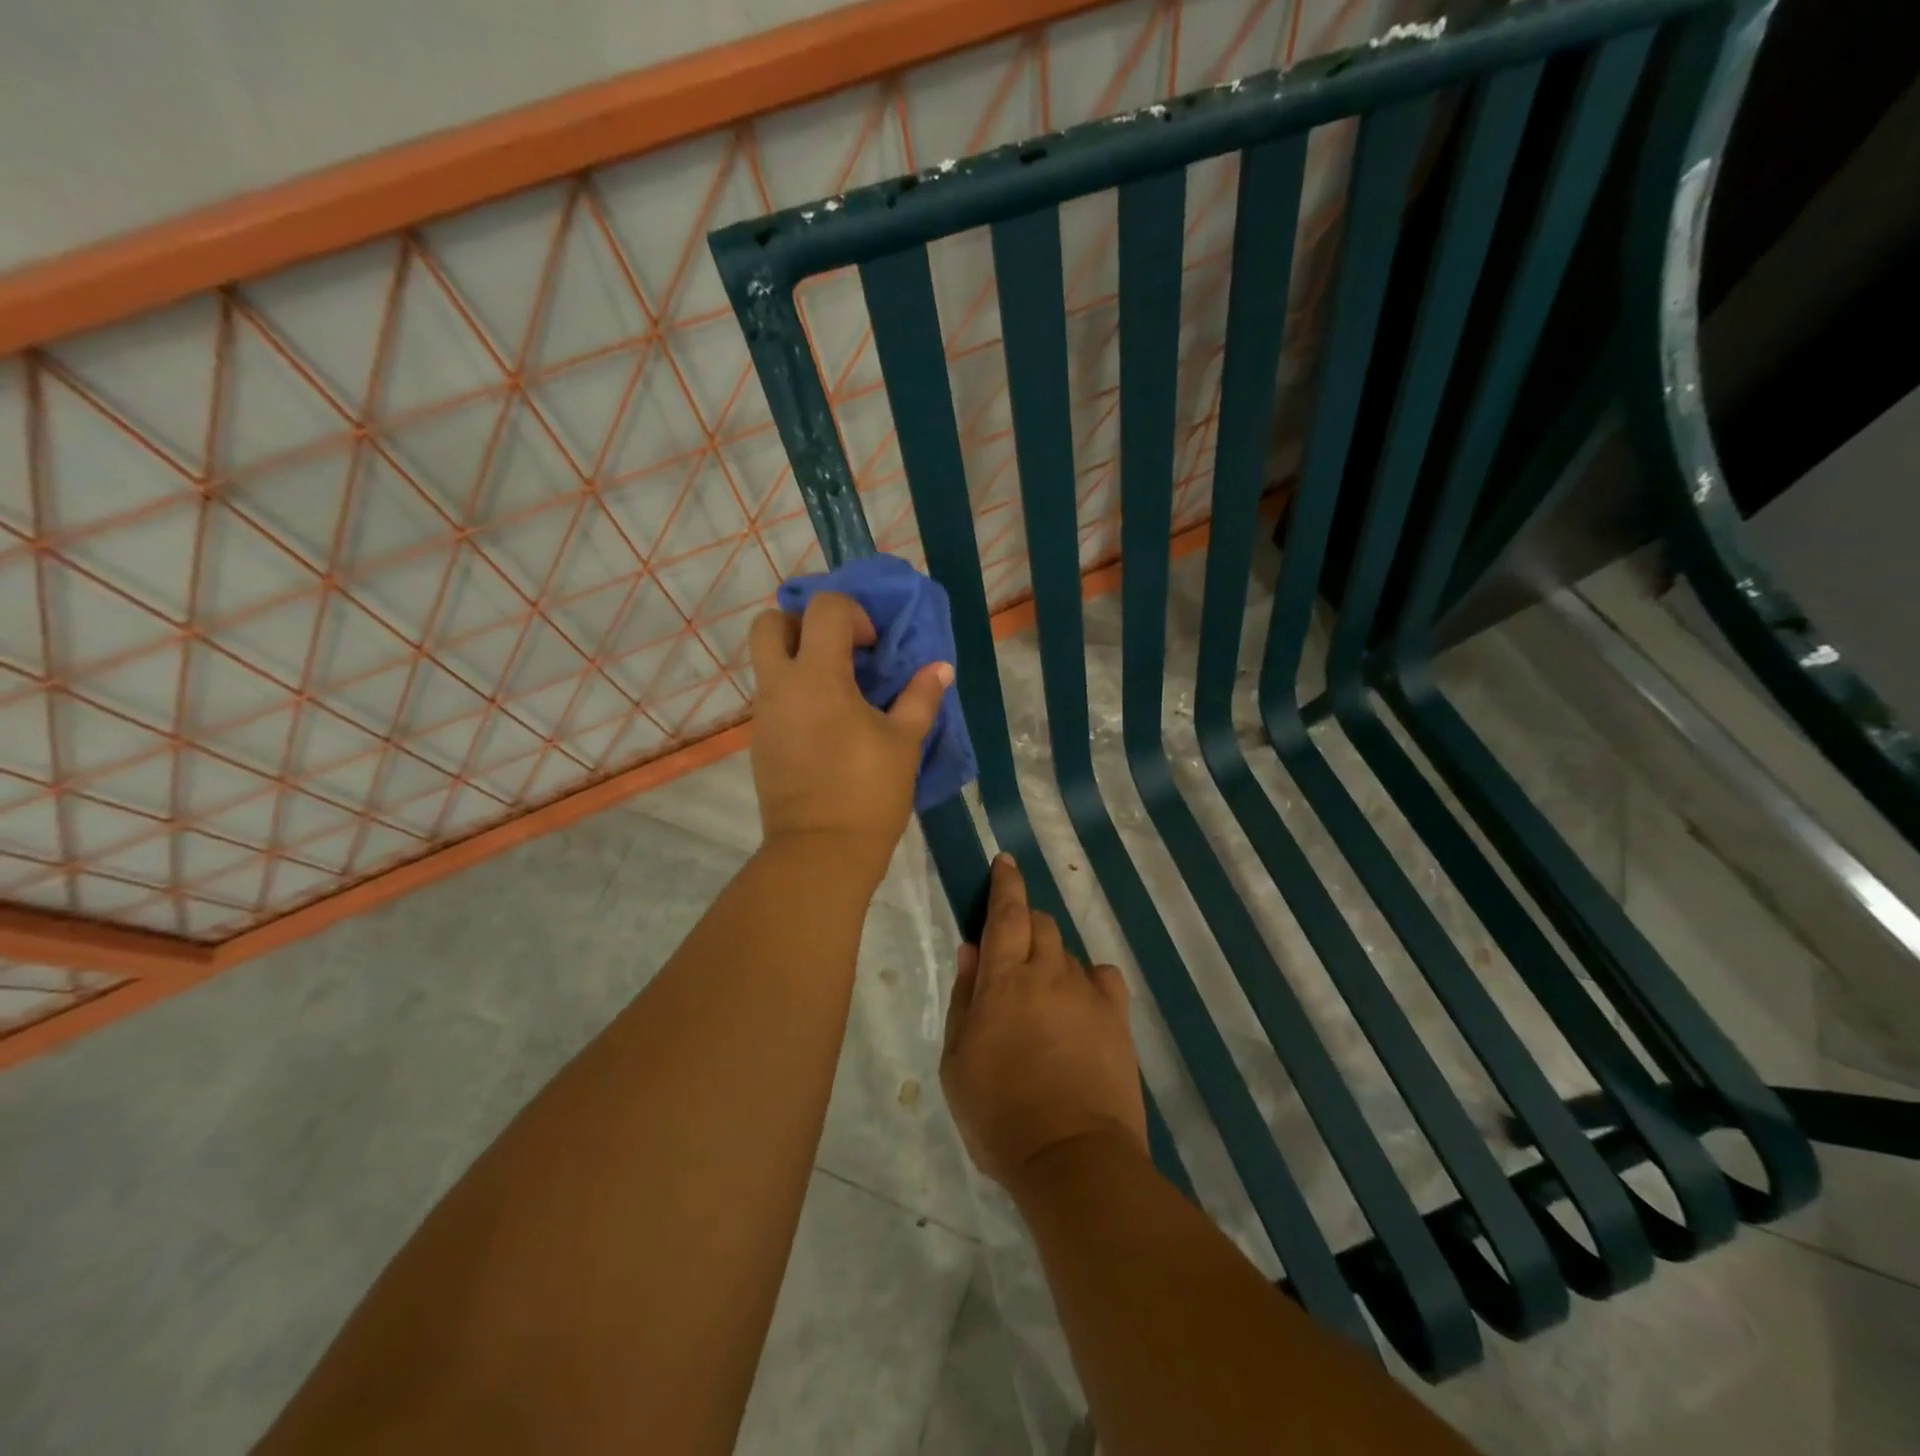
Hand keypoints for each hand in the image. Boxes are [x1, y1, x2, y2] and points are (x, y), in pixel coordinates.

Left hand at [748, 591, 950, 873]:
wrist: (821, 852)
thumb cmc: (867, 792)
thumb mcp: (904, 742)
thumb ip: (921, 697)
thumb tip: (940, 668)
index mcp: (817, 677)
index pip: (824, 609)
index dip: (853, 615)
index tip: (873, 647)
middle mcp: (780, 686)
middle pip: (770, 623)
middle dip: (802, 623)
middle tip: (838, 650)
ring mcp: (764, 715)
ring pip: (767, 662)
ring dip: (799, 660)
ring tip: (839, 691)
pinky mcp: (760, 742)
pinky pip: (772, 698)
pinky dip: (795, 694)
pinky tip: (827, 725)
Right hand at [940, 856, 1147, 1193]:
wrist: (1072, 1157)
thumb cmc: (999, 1114)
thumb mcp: (957, 1061)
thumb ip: (963, 998)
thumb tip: (971, 950)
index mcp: (1004, 980)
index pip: (1005, 913)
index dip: (1005, 883)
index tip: (1006, 861)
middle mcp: (1049, 973)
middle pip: (1041, 923)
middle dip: (1025, 922)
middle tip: (1012, 951)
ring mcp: (1088, 993)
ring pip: (1068, 952)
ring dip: (1051, 959)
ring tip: (1042, 1000)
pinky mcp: (1117, 1017)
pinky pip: (1102, 978)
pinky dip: (1087, 980)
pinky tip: (1079, 1004)